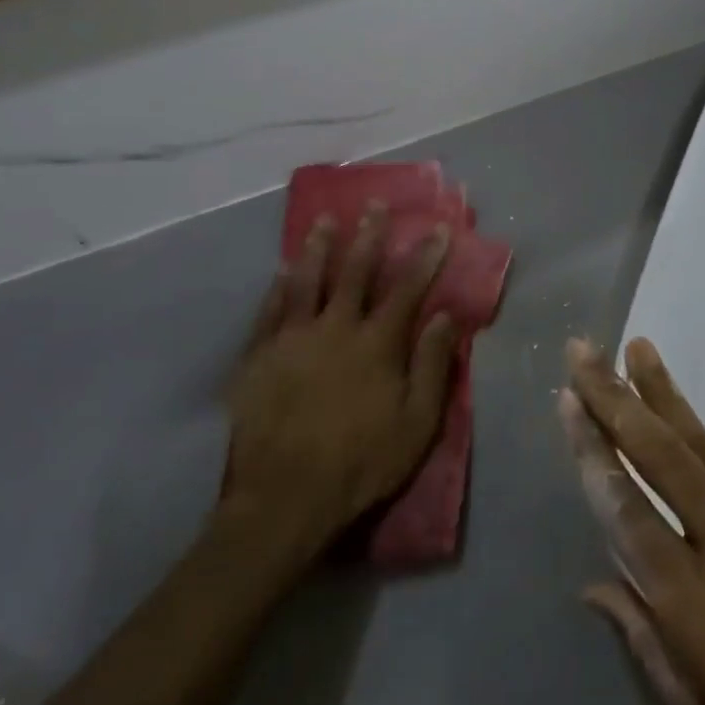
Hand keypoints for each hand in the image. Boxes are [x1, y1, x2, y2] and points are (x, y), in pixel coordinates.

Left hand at [220, 204, 456, 572]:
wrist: (285, 499)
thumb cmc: (363, 462)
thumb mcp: (418, 421)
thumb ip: (432, 364)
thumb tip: (447, 315)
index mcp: (378, 344)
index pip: (408, 289)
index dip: (426, 257)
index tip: (438, 229)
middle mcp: (335, 329)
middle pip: (355, 273)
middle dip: (369, 236)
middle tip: (374, 205)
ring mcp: (292, 340)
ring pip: (307, 282)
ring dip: (319, 248)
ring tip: (325, 220)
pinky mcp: (257, 358)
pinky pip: (269, 311)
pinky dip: (279, 287)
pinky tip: (283, 270)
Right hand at [558, 339, 704, 704]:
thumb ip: (648, 648)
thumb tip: (597, 586)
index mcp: (696, 610)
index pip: (627, 513)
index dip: (593, 454)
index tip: (567, 402)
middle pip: (663, 458)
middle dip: (617, 400)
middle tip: (583, 351)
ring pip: (703, 450)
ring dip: (663, 396)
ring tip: (635, 350)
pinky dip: (701, 435)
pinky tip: (681, 419)